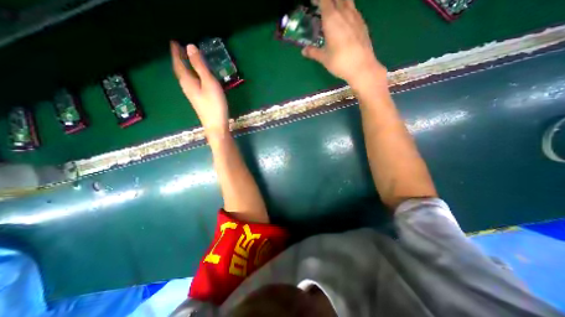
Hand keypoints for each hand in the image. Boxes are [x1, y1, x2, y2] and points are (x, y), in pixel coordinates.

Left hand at [170, 41, 229, 134]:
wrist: (216, 125)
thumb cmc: (214, 104)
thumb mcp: (209, 82)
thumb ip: (200, 66)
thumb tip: (190, 47)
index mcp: (188, 81)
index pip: (179, 63)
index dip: (176, 52)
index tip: (174, 42)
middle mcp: (187, 87)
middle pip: (180, 71)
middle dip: (179, 59)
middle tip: (180, 49)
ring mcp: (193, 95)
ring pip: (186, 77)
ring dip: (185, 67)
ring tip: (188, 60)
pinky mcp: (199, 100)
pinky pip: (192, 83)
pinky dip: (192, 76)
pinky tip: (197, 77)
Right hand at [300, 0, 388, 88]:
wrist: (361, 67)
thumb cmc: (340, 62)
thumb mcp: (324, 58)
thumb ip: (313, 52)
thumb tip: (303, 51)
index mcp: (332, 19)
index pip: (324, 0)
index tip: (312, 2)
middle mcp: (344, 13)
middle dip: (327, 0)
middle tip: (321, 7)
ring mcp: (356, 16)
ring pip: (347, 0)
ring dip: (339, 2)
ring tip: (333, 11)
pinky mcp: (362, 23)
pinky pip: (354, 9)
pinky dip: (347, 9)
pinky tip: (344, 20)